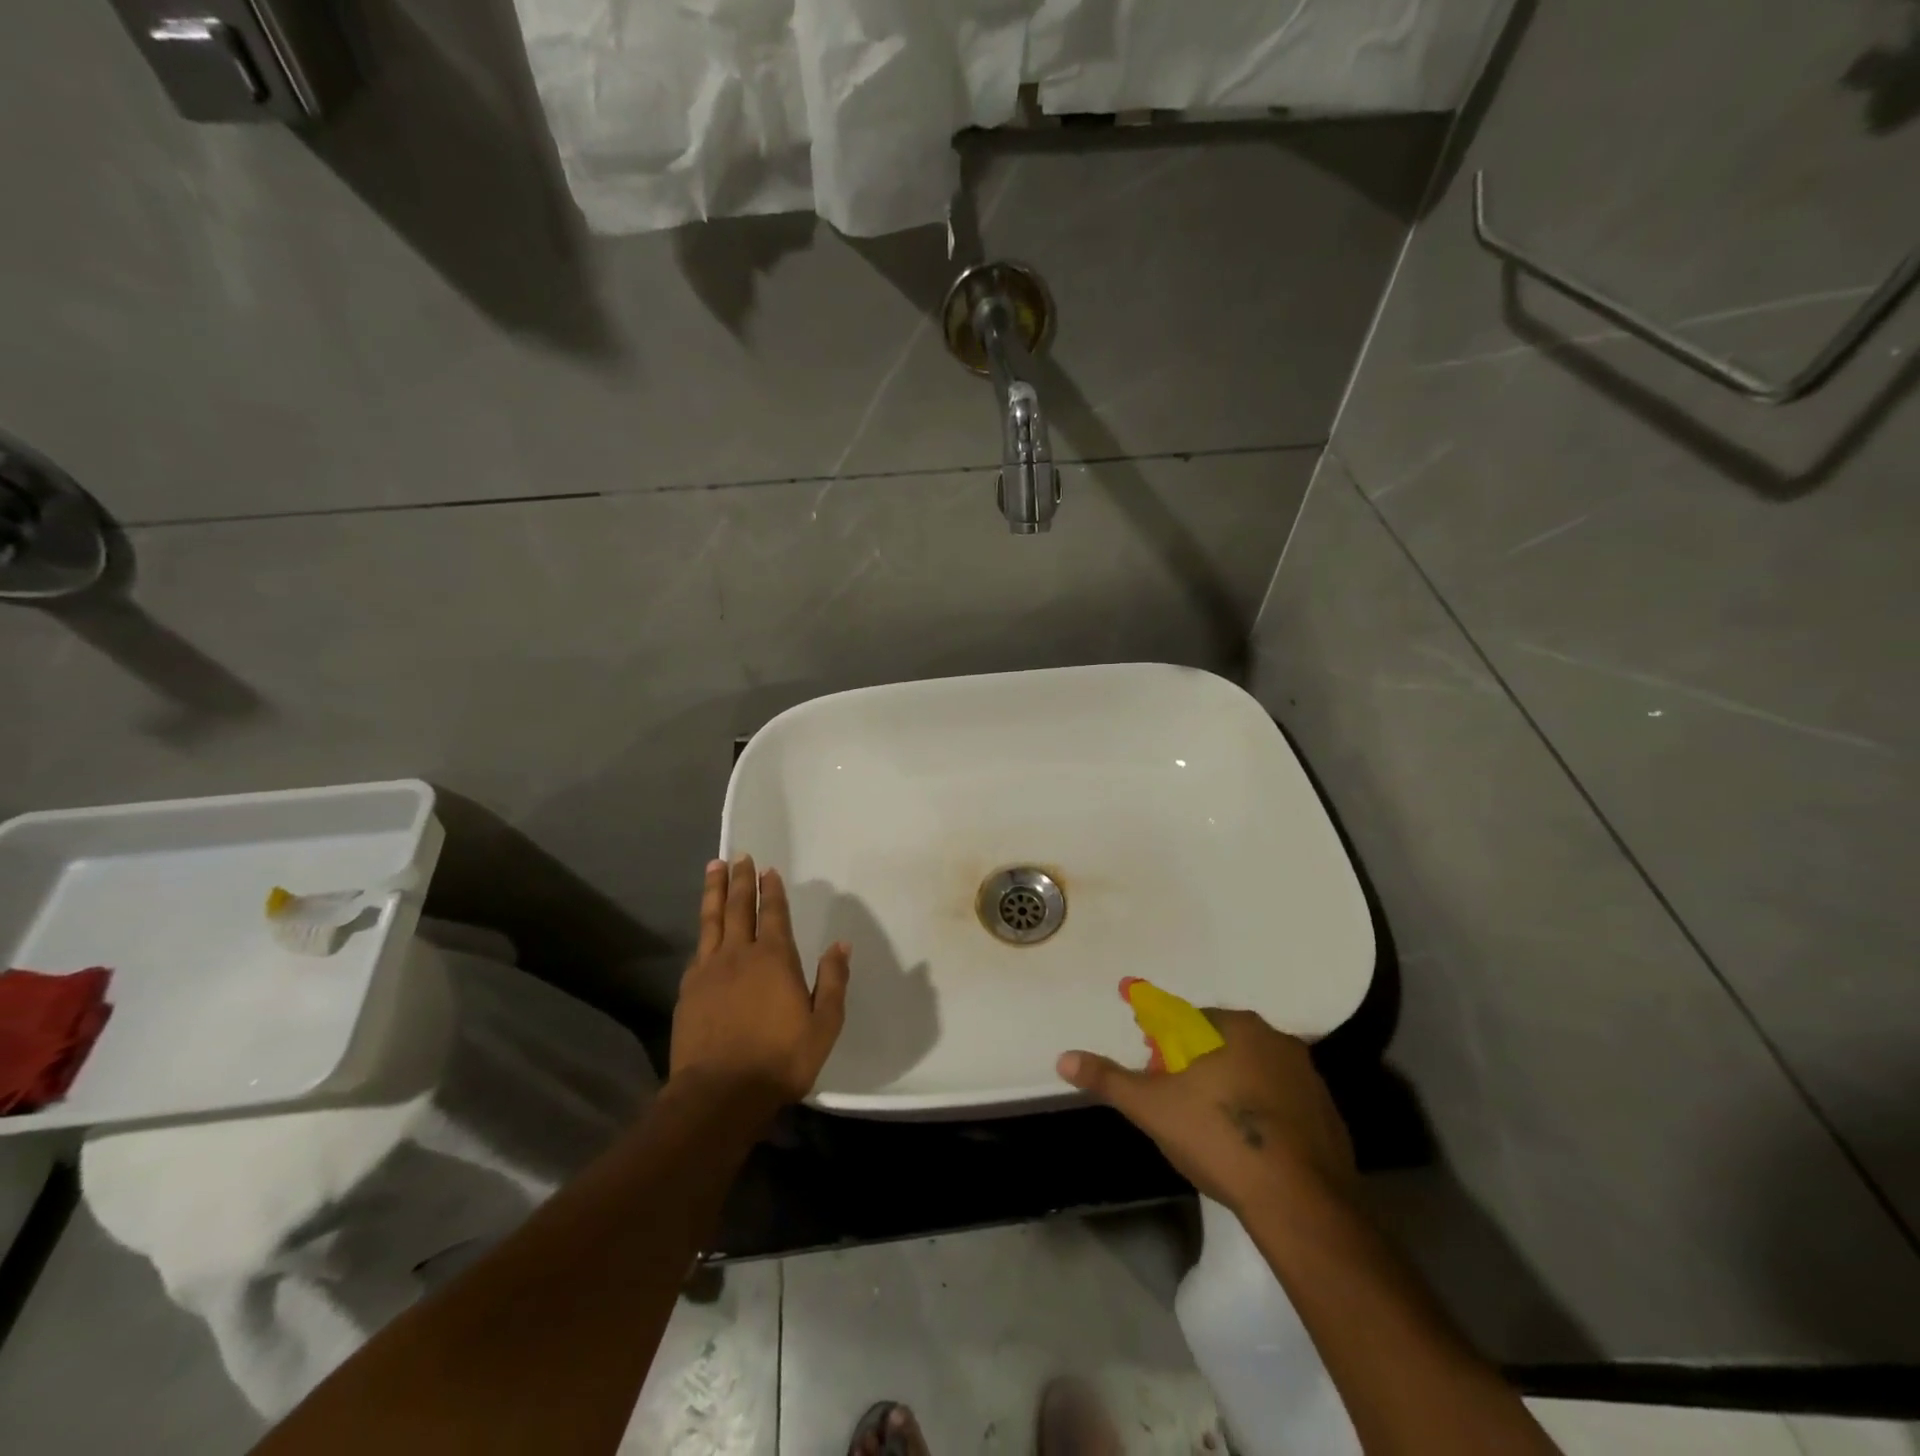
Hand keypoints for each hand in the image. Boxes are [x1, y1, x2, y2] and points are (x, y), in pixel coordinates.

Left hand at [670, 856, 850, 1109]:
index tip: (767, 869)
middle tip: (738, 856)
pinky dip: (703, 931)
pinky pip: (698, 950)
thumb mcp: (823, 1025)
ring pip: (712, 921)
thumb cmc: (780, 1060)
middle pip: (739, 907)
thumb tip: (841, 945)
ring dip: (715, 892)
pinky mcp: (688, 991)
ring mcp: (709, 971)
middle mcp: (739, 954)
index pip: (773, 914)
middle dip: (740, 880)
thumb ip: (833, 982)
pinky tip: (704, 929)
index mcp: (775, 958)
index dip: (771, 890)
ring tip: (714, 868)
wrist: (719, 1095)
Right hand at [1057, 1010, 1355, 1213]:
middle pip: (1218, 1039)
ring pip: (1251, 1067)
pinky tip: (1244, 1138)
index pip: (1183, 1016)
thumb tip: (1064, 1058)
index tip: (1144, 1040)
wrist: (1299, 1202)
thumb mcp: (1151, 1107)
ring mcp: (1306, 1075)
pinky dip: (1258, 1106)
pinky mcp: (1326, 1112)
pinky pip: (1279, 1097)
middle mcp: (1273, 1038)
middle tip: (1168, 1084)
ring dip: (1226, 1079)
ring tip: (1204, 1114)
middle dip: (1190, 1054)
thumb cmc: (1218, 1138)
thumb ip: (1109, 1079)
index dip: (1158, 1029)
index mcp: (1232, 1026)